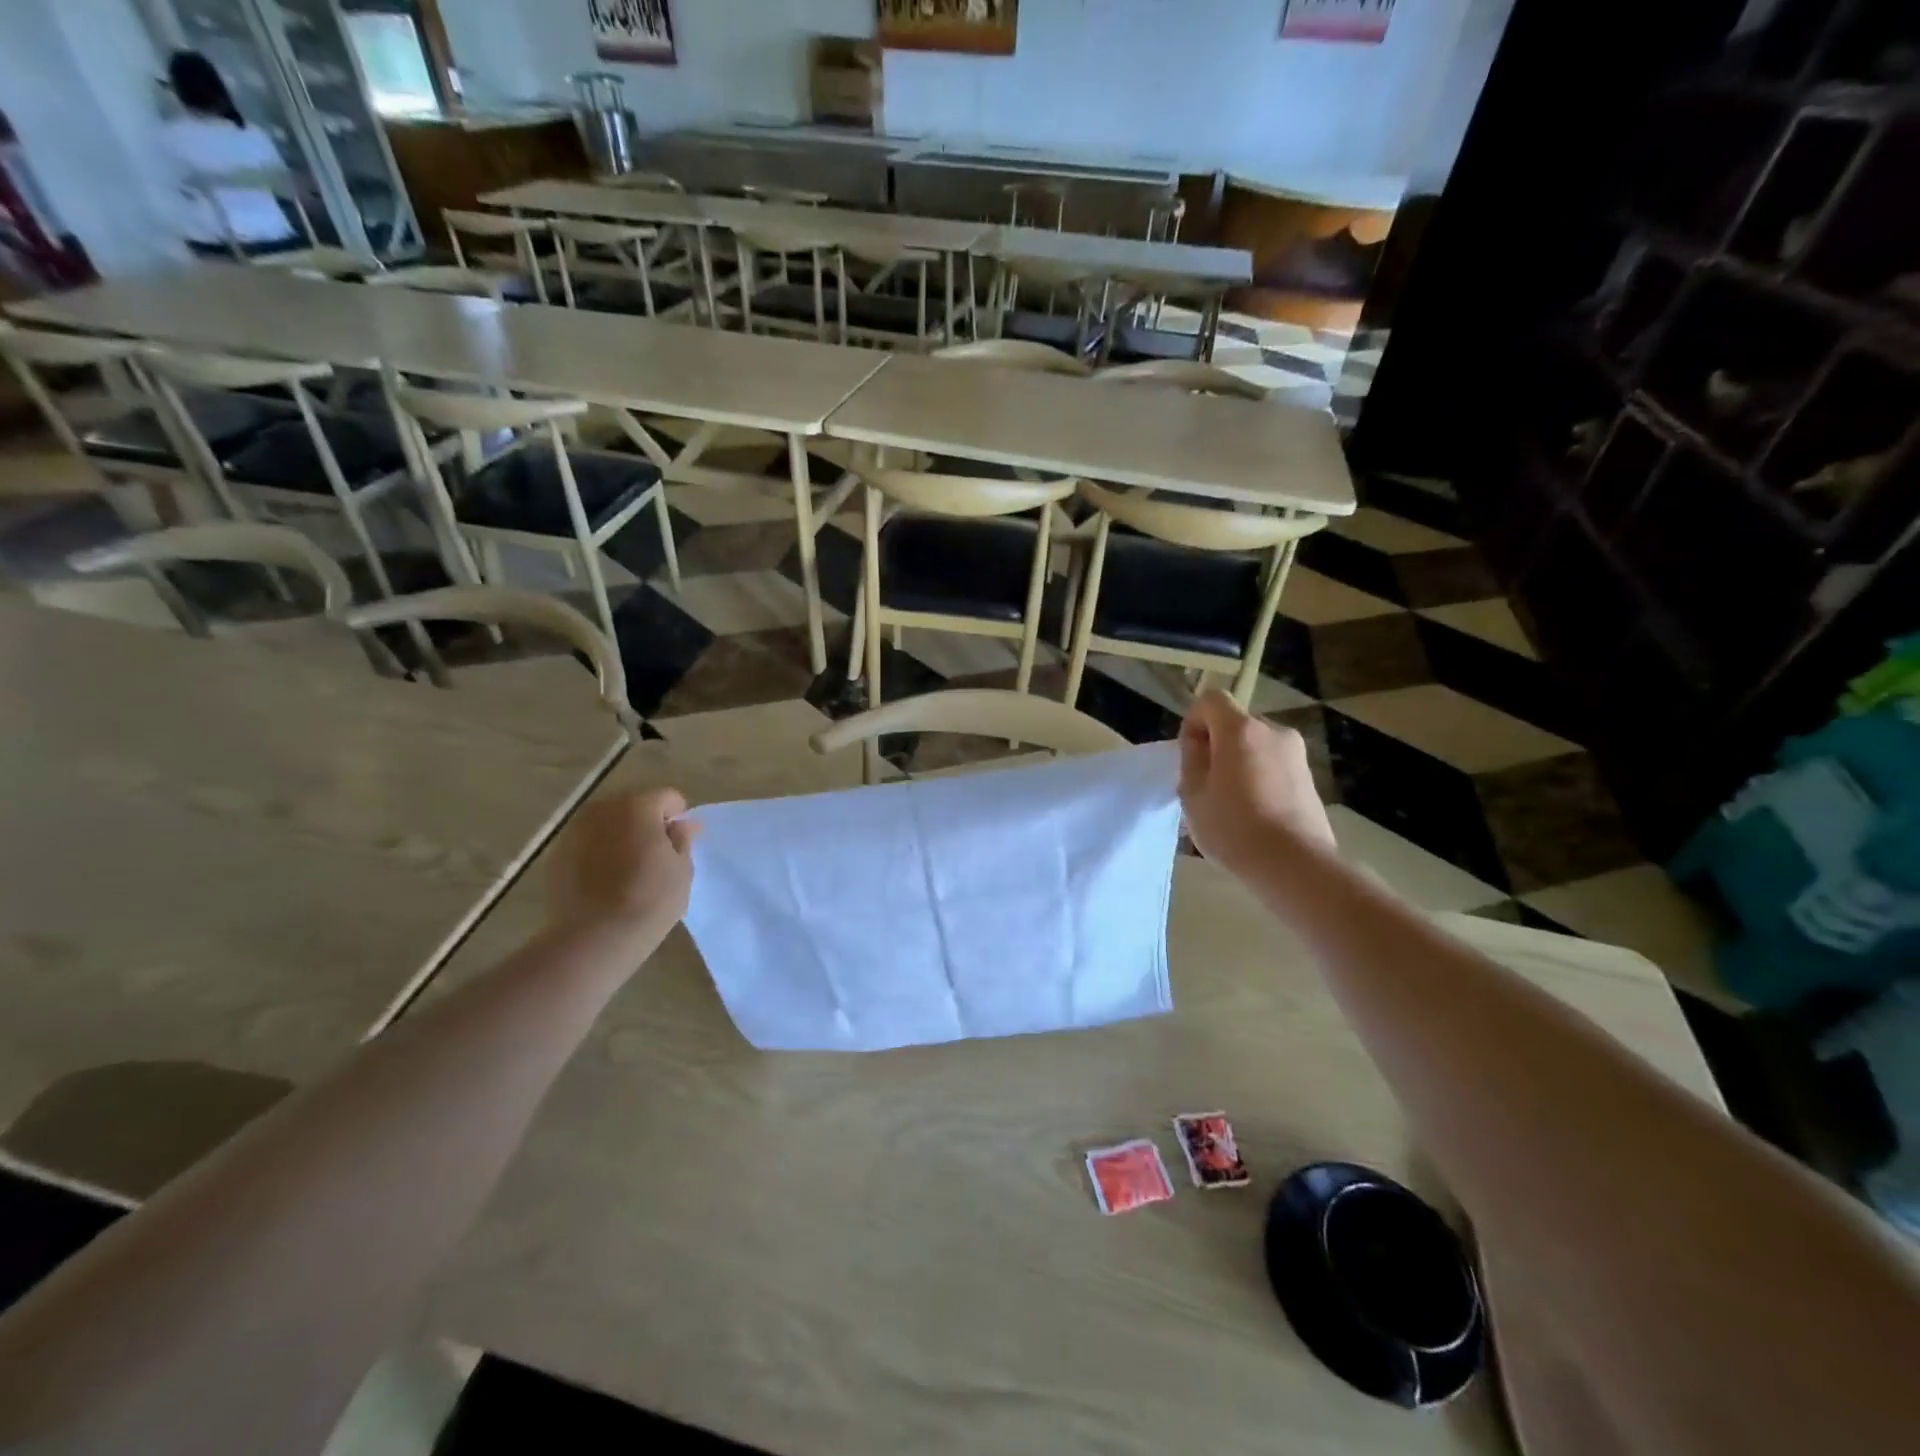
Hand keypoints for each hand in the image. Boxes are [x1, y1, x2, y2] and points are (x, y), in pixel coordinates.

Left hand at [547, 789, 700, 947]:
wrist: (595, 938)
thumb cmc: (650, 900)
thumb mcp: (681, 870)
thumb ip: (682, 839)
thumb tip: (685, 824)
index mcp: (638, 806)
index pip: (667, 797)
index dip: (678, 816)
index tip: (680, 842)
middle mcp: (603, 809)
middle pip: (633, 804)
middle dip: (647, 822)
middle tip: (656, 854)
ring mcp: (574, 831)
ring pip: (607, 823)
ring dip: (620, 835)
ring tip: (629, 867)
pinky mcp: (556, 855)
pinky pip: (586, 843)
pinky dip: (598, 851)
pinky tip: (605, 879)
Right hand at [1178, 691, 1334, 871]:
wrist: (1294, 864)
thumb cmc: (1233, 827)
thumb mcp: (1192, 794)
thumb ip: (1192, 760)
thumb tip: (1201, 744)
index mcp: (1241, 729)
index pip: (1210, 700)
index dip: (1193, 722)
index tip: (1190, 757)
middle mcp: (1273, 731)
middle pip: (1235, 724)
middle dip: (1217, 745)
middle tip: (1206, 784)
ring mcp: (1296, 754)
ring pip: (1255, 746)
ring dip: (1239, 763)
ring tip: (1231, 803)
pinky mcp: (1310, 777)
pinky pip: (1273, 766)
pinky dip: (1259, 779)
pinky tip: (1254, 813)